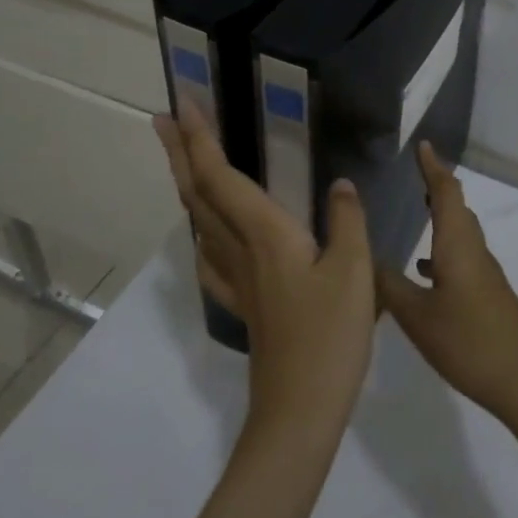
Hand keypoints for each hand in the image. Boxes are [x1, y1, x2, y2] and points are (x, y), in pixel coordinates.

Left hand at [155, 104, 375, 443]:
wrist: (300, 413)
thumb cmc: (330, 337)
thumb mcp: (354, 271)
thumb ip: (348, 220)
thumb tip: (340, 184)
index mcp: (266, 234)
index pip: (221, 177)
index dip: (200, 139)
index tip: (183, 103)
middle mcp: (241, 250)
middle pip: (199, 194)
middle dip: (180, 152)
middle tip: (162, 118)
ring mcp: (238, 280)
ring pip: (201, 222)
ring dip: (187, 185)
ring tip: (181, 160)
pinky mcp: (244, 305)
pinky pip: (212, 258)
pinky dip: (202, 233)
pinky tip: (206, 237)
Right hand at [375, 140, 517, 424]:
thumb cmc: (468, 340)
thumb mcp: (417, 316)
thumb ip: (389, 286)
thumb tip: (367, 258)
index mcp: (457, 244)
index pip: (445, 193)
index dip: (433, 168)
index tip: (423, 145)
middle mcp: (473, 250)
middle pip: (458, 207)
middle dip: (437, 187)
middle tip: (417, 173)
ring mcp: (484, 272)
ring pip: (461, 231)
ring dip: (442, 216)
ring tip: (418, 211)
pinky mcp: (487, 293)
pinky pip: (462, 256)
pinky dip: (443, 248)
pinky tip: (425, 270)